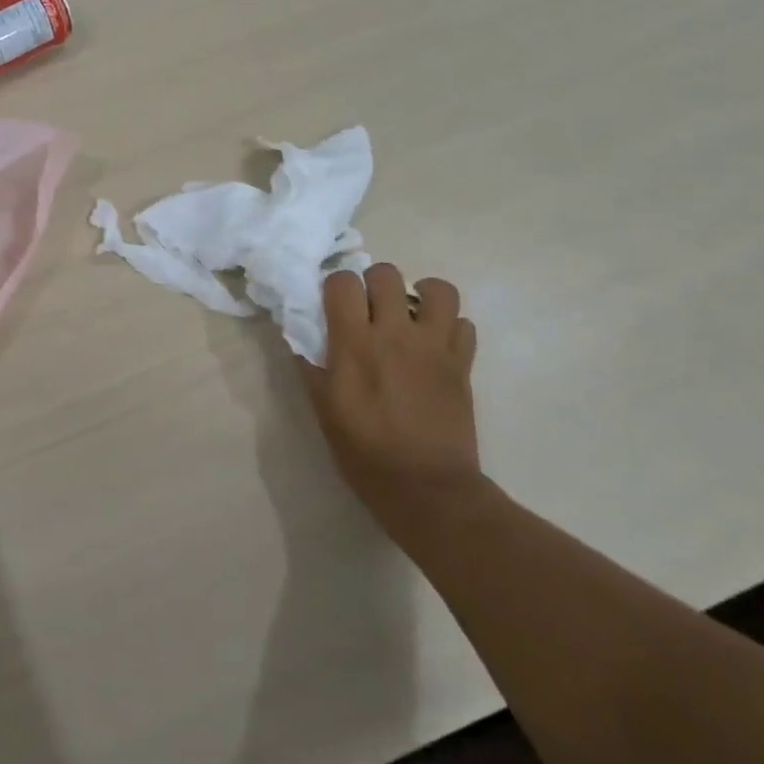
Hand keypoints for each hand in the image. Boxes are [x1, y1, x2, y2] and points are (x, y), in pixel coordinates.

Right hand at [303, 263, 481, 526]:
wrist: (426, 489)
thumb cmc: (364, 451)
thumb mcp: (322, 408)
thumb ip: (310, 363)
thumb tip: (299, 332)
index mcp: (355, 343)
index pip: (343, 281)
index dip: (335, 286)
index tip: (333, 305)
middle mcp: (396, 334)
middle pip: (386, 274)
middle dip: (373, 284)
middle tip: (369, 310)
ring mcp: (435, 347)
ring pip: (438, 290)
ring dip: (420, 295)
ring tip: (410, 315)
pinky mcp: (463, 364)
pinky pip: (464, 325)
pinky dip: (449, 327)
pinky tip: (434, 346)